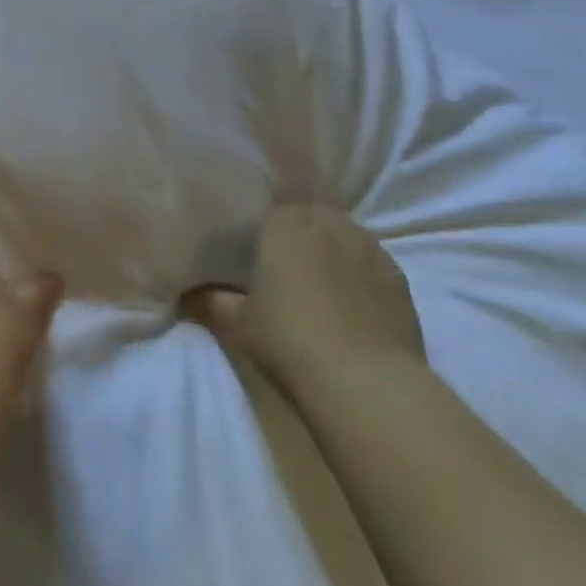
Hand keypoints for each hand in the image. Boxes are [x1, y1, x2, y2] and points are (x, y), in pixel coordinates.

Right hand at [183, 204, 424, 400]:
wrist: (366, 382)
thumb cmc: (289, 339)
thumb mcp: (236, 322)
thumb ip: (210, 300)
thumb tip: (186, 293)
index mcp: (285, 222)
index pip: (271, 203)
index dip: (264, 223)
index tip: (255, 242)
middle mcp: (328, 222)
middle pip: (309, 214)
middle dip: (298, 231)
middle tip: (283, 260)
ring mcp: (369, 247)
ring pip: (343, 234)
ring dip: (330, 248)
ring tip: (318, 279)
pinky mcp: (399, 276)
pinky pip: (370, 262)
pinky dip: (359, 272)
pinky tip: (351, 301)